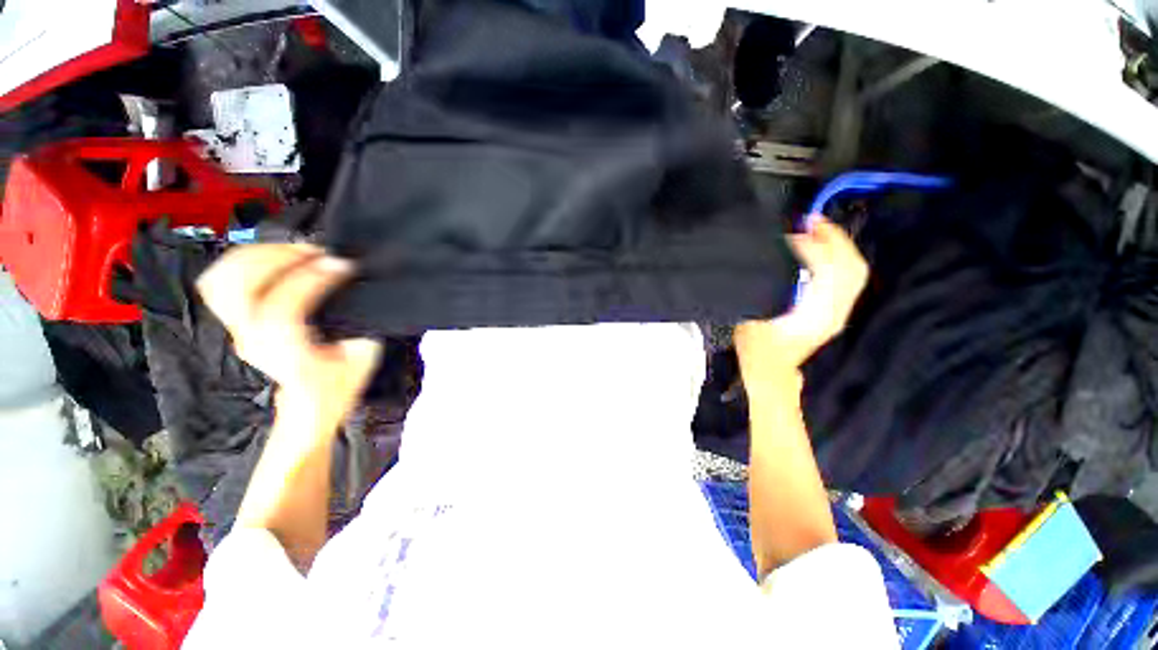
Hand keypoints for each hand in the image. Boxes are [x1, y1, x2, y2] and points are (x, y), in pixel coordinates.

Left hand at [197, 244, 381, 427]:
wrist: (309, 404)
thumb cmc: (338, 384)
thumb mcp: (364, 358)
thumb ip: (358, 325)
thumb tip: (355, 292)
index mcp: (286, 354)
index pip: (282, 308)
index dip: (311, 279)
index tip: (342, 264)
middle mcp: (252, 340)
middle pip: (240, 288)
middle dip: (279, 259)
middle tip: (315, 251)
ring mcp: (237, 330)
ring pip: (222, 280)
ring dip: (259, 256)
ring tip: (295, 250)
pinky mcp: (235, 321)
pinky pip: (220, 282)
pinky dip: (242, 262)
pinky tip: (272, 258)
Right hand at [735, 218, 867, 388]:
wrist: (771, 371)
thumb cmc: (756, 347)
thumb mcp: (750, 316)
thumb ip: (762, 287)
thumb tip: (769, 258)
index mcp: (815, 313)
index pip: (825, 268)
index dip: (810, 245)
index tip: (789, 233)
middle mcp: (835, 310)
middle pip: (850, 265)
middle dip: (834, 238)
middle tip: (810, 220)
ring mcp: (840, 311)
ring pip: (855, 270)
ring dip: (839, 246)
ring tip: (817, 230)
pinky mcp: (837, 311)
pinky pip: (849, 277)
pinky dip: (840, 258)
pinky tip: (822, 250)